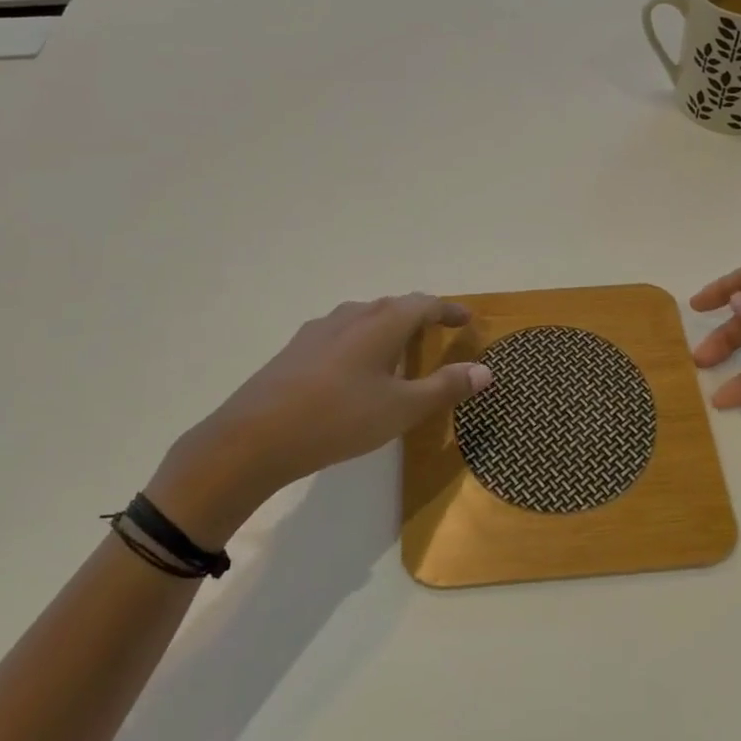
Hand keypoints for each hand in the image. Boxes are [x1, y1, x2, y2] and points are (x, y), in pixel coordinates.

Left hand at [149, 295, 491, 542]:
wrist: (254, 436)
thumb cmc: (339, 418)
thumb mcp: (401, 409)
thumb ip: (445, 387)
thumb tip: (485, 370)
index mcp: (383, 322)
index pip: (426, 304)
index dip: (449, 310)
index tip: (466, 318)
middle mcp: (353, 314)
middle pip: (395, 306)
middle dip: (419, 316)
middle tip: (437, 332)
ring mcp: (321, 328)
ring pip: (365, 318)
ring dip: (388, 328)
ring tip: (398, 351)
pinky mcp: (297, 348)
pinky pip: (342, 333)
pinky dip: (362, 342)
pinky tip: (354, 369)